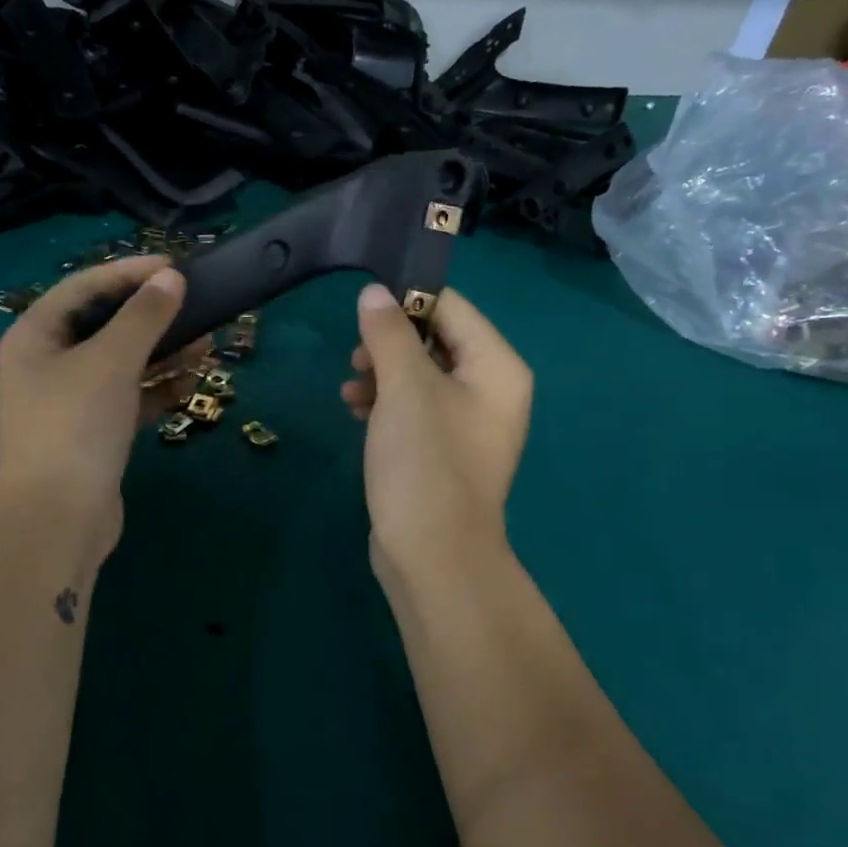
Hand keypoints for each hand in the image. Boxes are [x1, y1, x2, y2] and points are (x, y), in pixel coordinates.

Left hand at [0, 255, 203, 558]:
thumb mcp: (111, 362)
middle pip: (105, 325)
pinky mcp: (92, 433)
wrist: (57, 521)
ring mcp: (69, 401)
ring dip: (162, 353)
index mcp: (35, 336)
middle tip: (197, 306)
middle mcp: (47, 363)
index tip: (176, 267)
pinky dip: (156, 389)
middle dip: (153, 317)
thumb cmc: (75, 426)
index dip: (130, 272)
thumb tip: (171, 278)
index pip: (84, 287)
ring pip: (122, 364)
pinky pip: (129, 398)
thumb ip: (144, 317)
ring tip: (207, 345)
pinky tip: (190, 384)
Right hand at [341, 284, 532, 582]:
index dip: (407, 300)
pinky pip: (416, 409)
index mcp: (496, 367)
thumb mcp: (404, 387)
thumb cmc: (425, 461)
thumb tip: (375, 292)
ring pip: (421, 376)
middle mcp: (491, 390)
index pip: (452, 307)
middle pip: (436, 341)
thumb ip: (388, 333)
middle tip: (355, 356)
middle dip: (390, 343)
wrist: (433, 554)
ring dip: (383, 374)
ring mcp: (469, 424)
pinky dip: (387, 404)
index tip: (362, 307)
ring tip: (350, 389)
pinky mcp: (445, 451)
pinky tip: (356, 411)